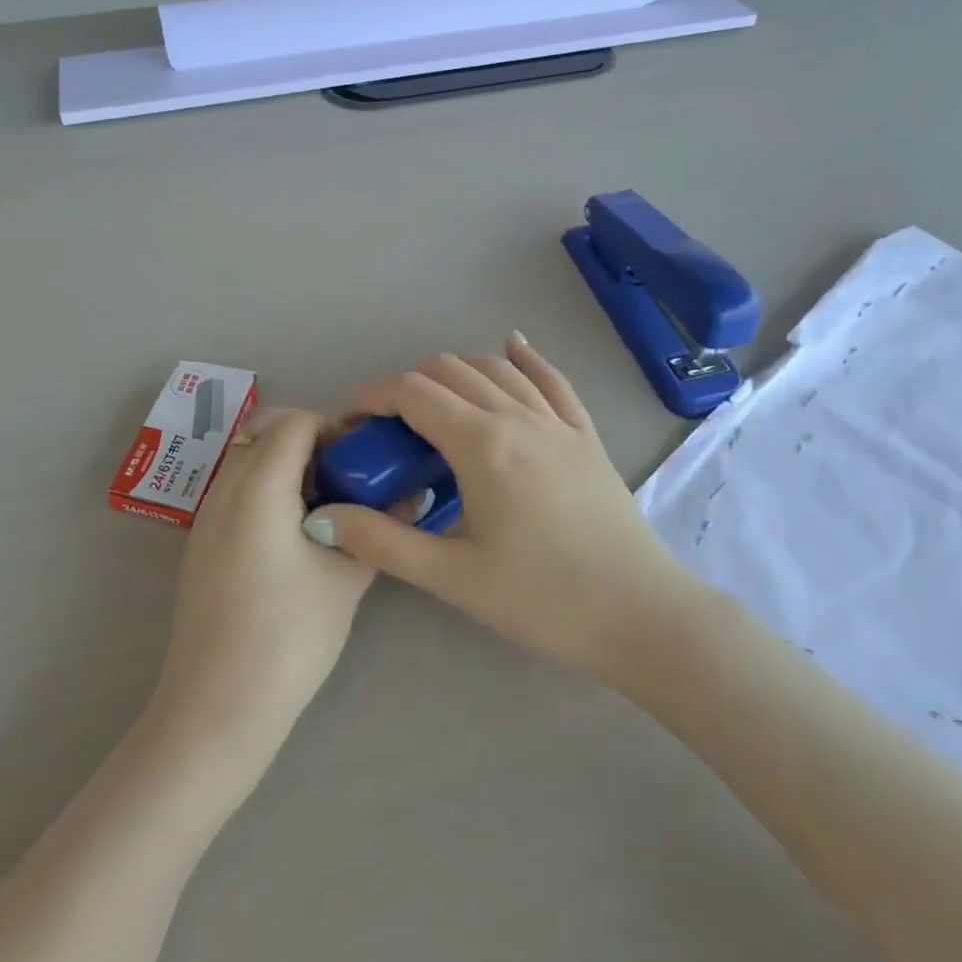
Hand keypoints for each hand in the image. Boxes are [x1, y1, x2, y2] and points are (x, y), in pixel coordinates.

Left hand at [150, 408, 374, 758]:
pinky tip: (295, 535)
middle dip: (309, 441)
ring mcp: (205, 518)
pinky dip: (266, 490)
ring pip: (247, 460)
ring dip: (286, 465)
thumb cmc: (289, 635)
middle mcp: (224, 490)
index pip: (294, 422)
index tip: (364, 459)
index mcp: (258, 487)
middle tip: (349, 477)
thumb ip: (379, 527)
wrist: (217, 705)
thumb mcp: (346, 577)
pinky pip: (235, 491)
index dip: (333, 428)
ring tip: (327, 505)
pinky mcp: (200, 546)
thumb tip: (414, 495)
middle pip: (265, 432)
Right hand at [302, 335, 691, 686]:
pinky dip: (525, 359)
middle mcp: (518, 416)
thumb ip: (381, 542)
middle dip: (408, 386)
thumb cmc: (542, 600)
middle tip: (389, 429)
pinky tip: (513, 347)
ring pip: (496, 368)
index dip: (373, 397)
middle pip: (450, 371)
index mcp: (482, 444)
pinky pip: (552, 379)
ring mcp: (558, 422)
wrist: (641, 615)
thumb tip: (320, 518)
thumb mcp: (452, 577)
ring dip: (455, 372)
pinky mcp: (586, 435)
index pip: (413, 393)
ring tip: (434, 405)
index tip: (353, 422)